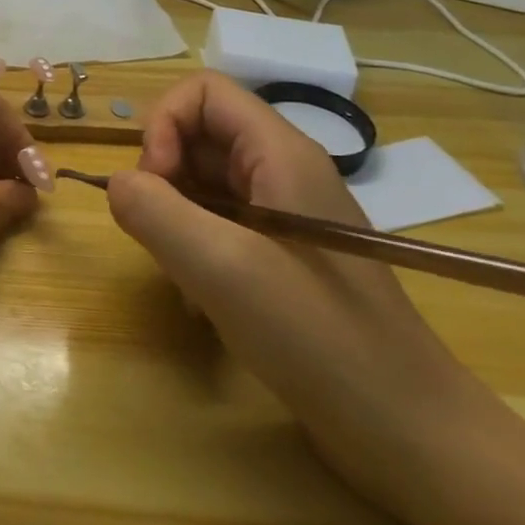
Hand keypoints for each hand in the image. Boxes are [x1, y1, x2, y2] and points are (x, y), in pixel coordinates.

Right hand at [106, 71, 495, 515]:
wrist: (408, 432)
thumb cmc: (318, 338)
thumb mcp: (222, 268)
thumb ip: (154, 211)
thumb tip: (116, 184)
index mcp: (280, 154)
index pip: (201, 92)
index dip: (162, 126)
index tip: (153, 186)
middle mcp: (283, 172)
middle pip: (198, 136)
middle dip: (162, 176)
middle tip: (161, 235)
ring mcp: (284, 216)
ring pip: (202, 183)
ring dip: (174, 219)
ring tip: (181, 274)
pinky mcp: (282, 256)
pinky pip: (218, 225)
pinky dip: (193, 250)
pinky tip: (200, 299)